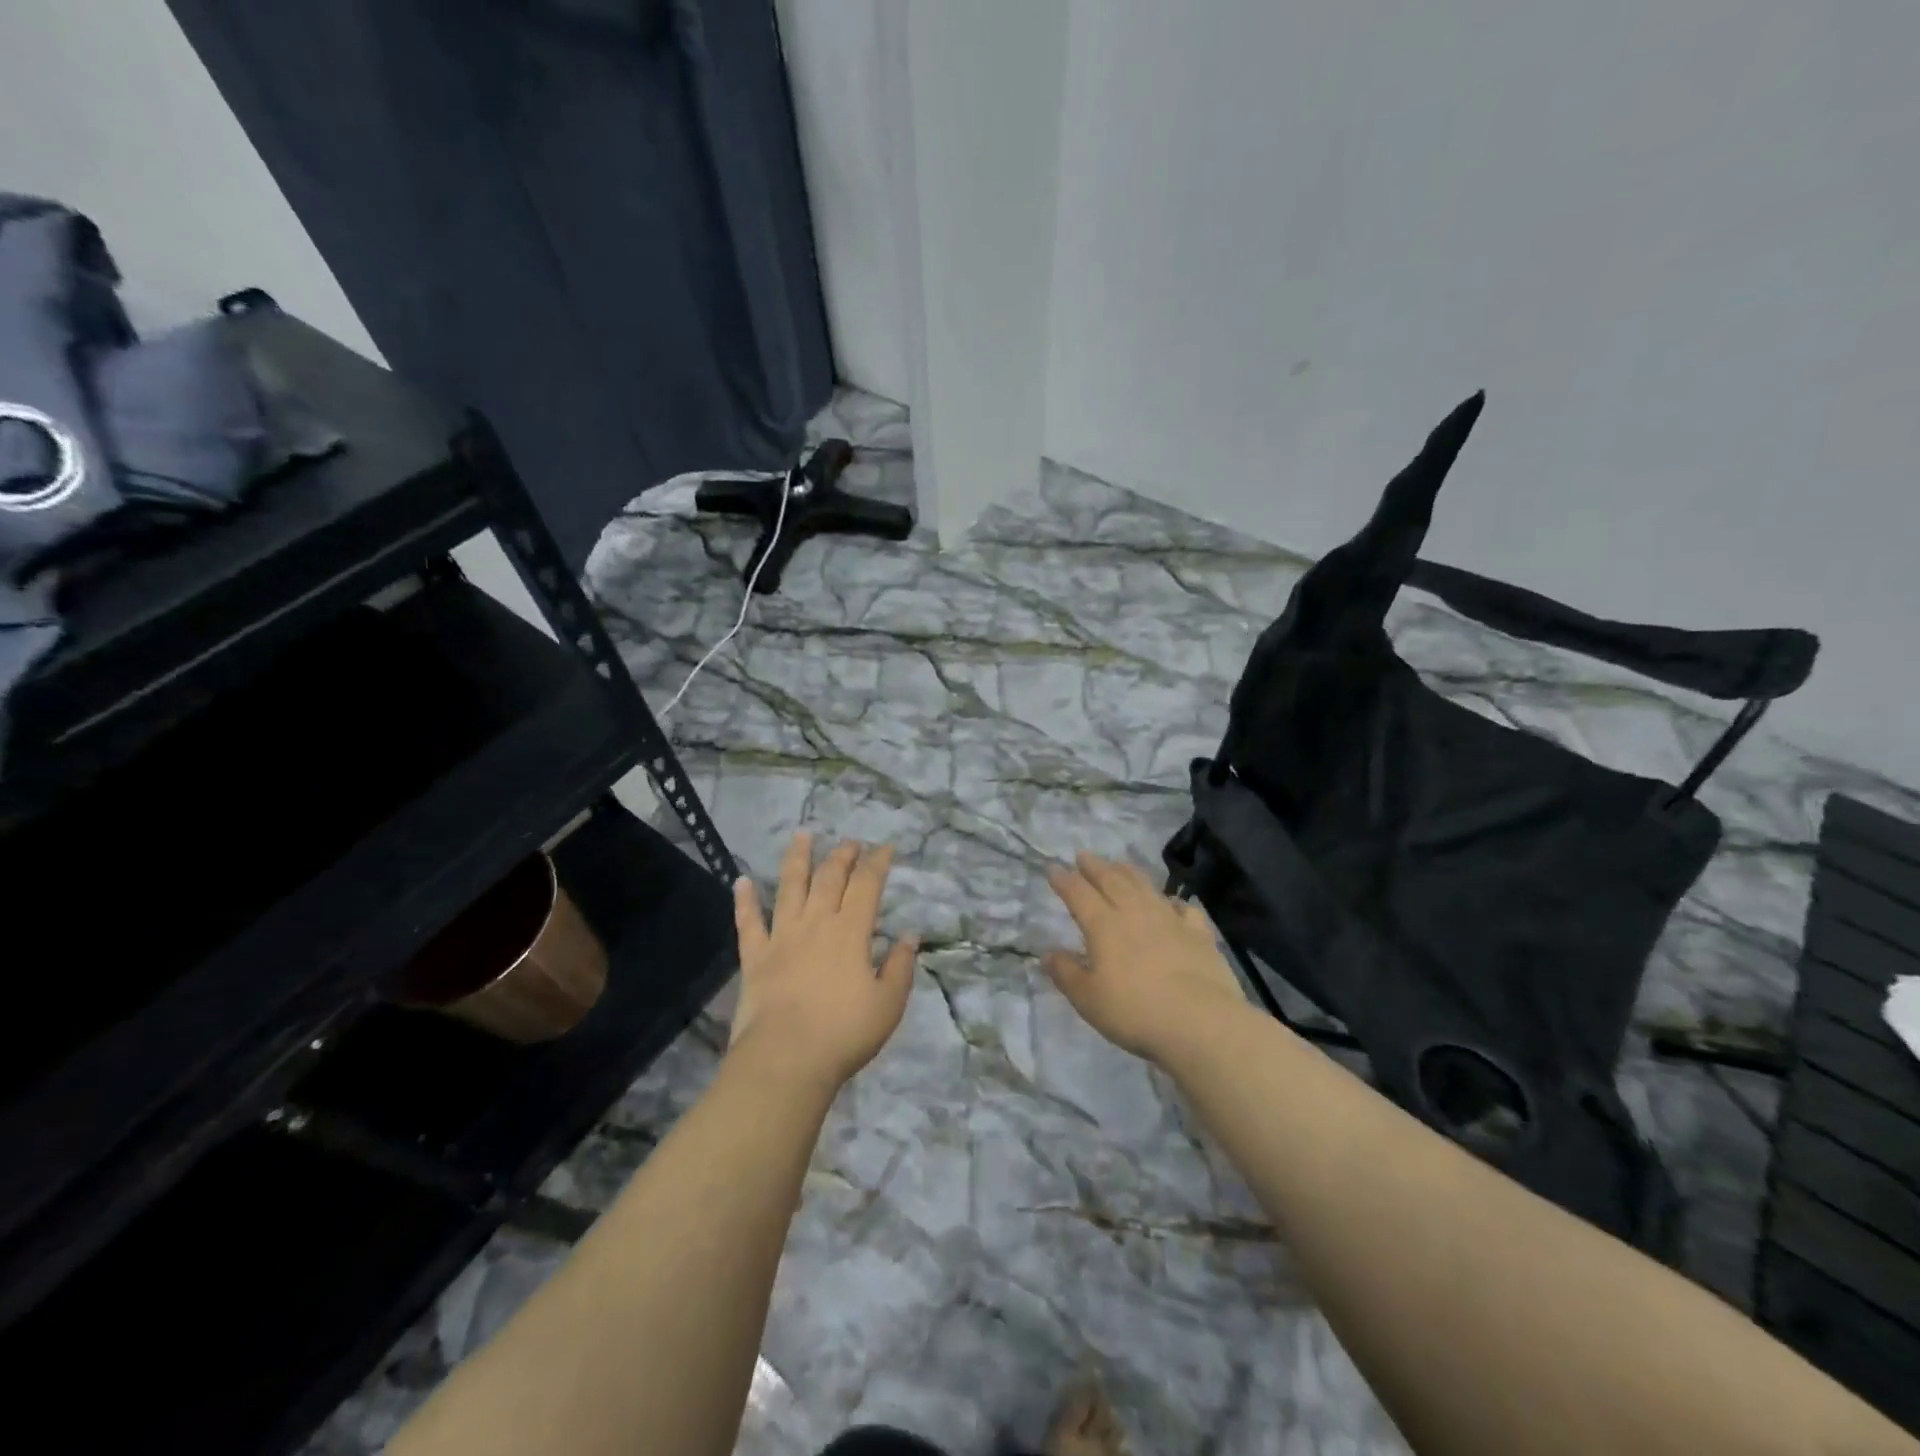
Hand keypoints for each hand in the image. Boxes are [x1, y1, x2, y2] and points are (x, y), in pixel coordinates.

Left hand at [728, 831, 918, 1094]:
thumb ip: (900, 966)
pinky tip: (741, 880)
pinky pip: (748, 922)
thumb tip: (909, 935)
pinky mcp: (755, 957)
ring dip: (797, 859)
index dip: (877, 863)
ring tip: (802, 835)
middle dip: (842, 855)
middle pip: (829, 878)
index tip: (885, 847)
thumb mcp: (888, 1003)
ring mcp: (782, 937)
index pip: (867, 885)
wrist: (786, 1059)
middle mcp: (816, 923)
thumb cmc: (844, 1033)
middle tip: (850, 842)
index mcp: (851, 932)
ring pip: (789, 887)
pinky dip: (745, 900)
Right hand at [1043, 852, 1247, 1063]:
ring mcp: (1170, 919)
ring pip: (1145, 886)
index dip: (1064, 880)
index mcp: (1104, 925)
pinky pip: (1183, 907)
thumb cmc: (1136, 1012)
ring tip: (1119, 864)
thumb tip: (1047, 954)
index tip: (1053, 867)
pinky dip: (1172, 900)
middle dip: (1095, 866)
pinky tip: (1171, 901)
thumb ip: (1066, 974)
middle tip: (1084, 855)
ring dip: (1128, 872)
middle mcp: (1135, 913)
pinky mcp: (1198, 933)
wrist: (1201, 1022)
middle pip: (1112, 880)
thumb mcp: (1088, 999)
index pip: (1079, 894)